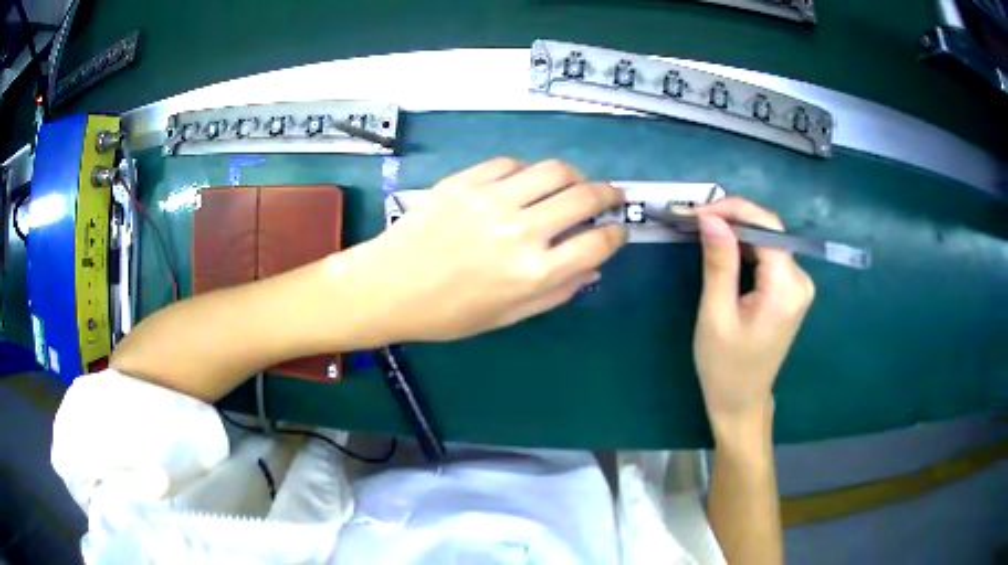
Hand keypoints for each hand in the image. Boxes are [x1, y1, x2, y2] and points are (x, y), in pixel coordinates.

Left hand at [350, 158, 626, 341]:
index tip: (617, 230)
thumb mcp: (508, 316)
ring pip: (554, 170)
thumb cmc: (448, 314)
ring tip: (573, 183)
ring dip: (574, 175)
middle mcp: (521, 231)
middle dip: (608, 194)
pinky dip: (528, 171)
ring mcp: (492, 200)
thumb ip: (557, 291)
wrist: (388, 286)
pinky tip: (524, 182)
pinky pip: (512, 164)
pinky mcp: (467, 181)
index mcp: (534, 273)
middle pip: (584, 197)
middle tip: (610, 196)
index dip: (616, 234)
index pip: (597, 243)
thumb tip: (592, 267)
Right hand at [690, 198, 814, 428]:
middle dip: (732, 218)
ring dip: (736, 231)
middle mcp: (800, 280)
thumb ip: (719, 263)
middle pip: (770, 231)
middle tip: (693, 219)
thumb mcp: (716, 315)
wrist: (741, 403)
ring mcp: (798, 285)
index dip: (733, 210)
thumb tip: (711, 218)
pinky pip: (768, 256)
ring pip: (768, 240)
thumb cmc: (725, 367)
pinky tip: (723, 247)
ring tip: (702, 229)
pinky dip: (745, 247)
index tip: (696, 212)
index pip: (767, 228)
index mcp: (786, 287)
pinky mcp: (790, 291)